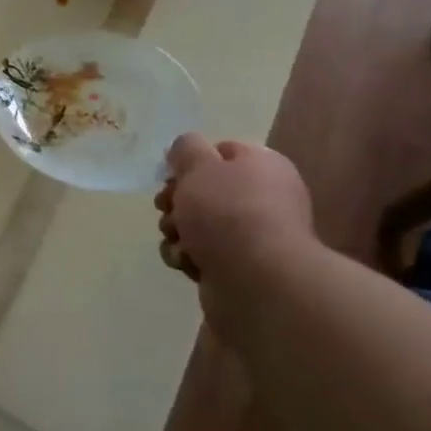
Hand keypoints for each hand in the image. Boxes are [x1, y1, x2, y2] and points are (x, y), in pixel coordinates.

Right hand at [154, 135, 313, 280]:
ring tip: (178, 238)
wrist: (256, 282)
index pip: (222, 151)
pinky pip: (200, 254)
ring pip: (196, 223)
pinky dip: (187, 256)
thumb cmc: (228, 212)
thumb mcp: (200, 164)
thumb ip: (186, 148)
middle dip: (177, 199)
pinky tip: (186, 261)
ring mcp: (251, 237)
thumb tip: (186, 149)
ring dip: (176, 229)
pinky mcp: (236, 268)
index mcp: (262, 167)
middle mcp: (262, 199)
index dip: (192, 160)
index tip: (172, 173)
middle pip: (204, 189)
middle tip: (168, 206)